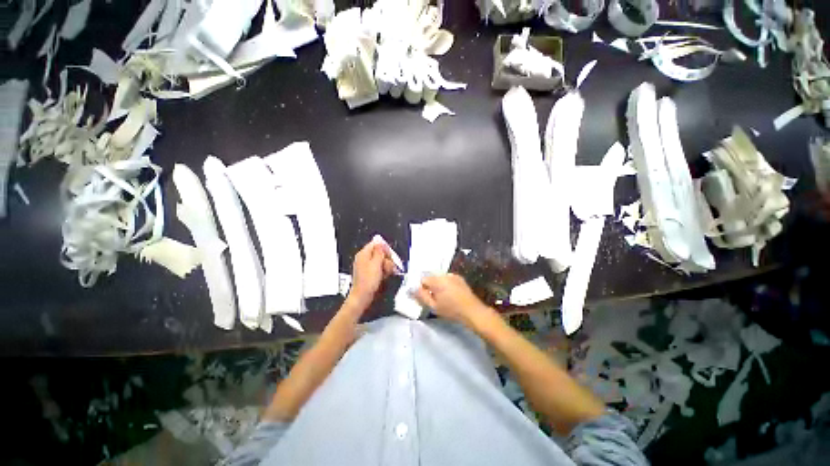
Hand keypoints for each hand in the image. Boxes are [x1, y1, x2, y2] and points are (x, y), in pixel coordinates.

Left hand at [346, 240, 395, 310]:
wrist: (363, 296)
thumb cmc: (368, 281)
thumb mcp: (376, 263)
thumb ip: (379, 251)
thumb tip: (379, 241)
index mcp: (363, 254)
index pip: (376, 244)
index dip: (384, 249)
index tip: (390, 255)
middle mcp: (364, 258)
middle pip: (379, 252)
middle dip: (386, 259)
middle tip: (388, 266)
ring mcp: (366, 266)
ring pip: (381, 261)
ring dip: (386, 266)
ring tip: (386, 273)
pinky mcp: (369, 273)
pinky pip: (379, 268)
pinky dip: (383, 271)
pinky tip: (384, 276)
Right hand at [414, 274, 492, 326]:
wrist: (472, 311)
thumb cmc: (451, 310)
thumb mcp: (434, 306)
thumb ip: (422, 296)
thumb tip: (413, 289)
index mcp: (437, 280)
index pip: (423, 279)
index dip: (422, 288)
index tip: (425, 297)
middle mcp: (445, 274)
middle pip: (431, 277)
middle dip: (430, 286)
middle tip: (434, 299)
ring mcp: (453, 275)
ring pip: (439, 278)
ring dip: (438, 285)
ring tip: (443, 297)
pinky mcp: (459, 278)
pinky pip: (447, 279)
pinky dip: (446, 284)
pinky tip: (451, 294)